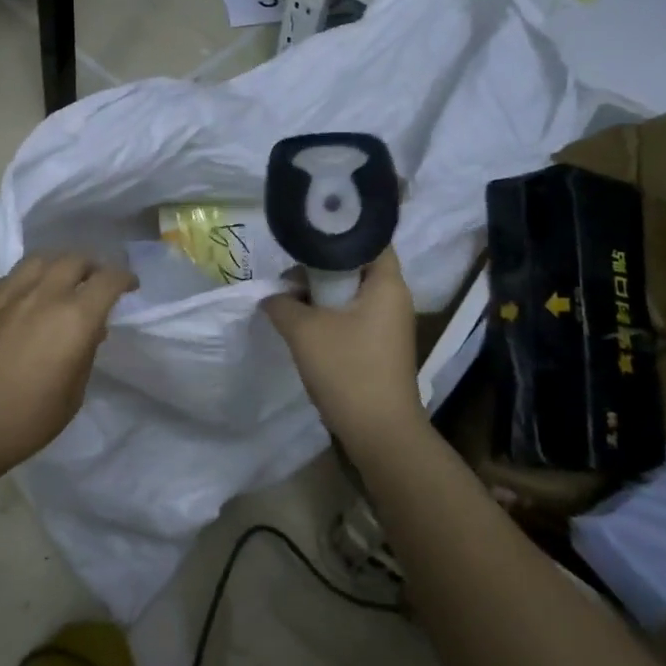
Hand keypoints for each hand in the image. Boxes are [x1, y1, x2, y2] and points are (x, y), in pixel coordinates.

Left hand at [0, 252, 134, 473]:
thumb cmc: (26, 420)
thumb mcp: (73, 394)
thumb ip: (86, 353)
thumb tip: (90, 330)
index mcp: (75, 318)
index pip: (109, 279)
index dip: (124, 278)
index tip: (129, 287)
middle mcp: (45, 295)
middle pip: (76, 259)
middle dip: (93, 267)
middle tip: (96, 283)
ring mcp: (9, 293)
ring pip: (42, 258)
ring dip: (60, 264)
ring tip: (62, 280)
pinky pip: (14, 275)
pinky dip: (31, 277)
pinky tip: (29, 296)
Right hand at [262, 248, 428, 448]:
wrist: (379, 433)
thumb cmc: (347, 370)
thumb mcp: (304, 331)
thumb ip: (282, 304)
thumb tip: (271, 296)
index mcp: (387, 284)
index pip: (369, 239)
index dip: (339, 232)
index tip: (307, 236)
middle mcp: (394, 298)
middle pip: (356, 265)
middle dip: (320, 268)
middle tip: (289, 277)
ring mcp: (389, 324)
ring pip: (351, 293)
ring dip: (320, 295)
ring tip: (290, 302)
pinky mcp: (380, 345)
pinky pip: (353, 315)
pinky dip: (329, 315)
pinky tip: (304, 327)